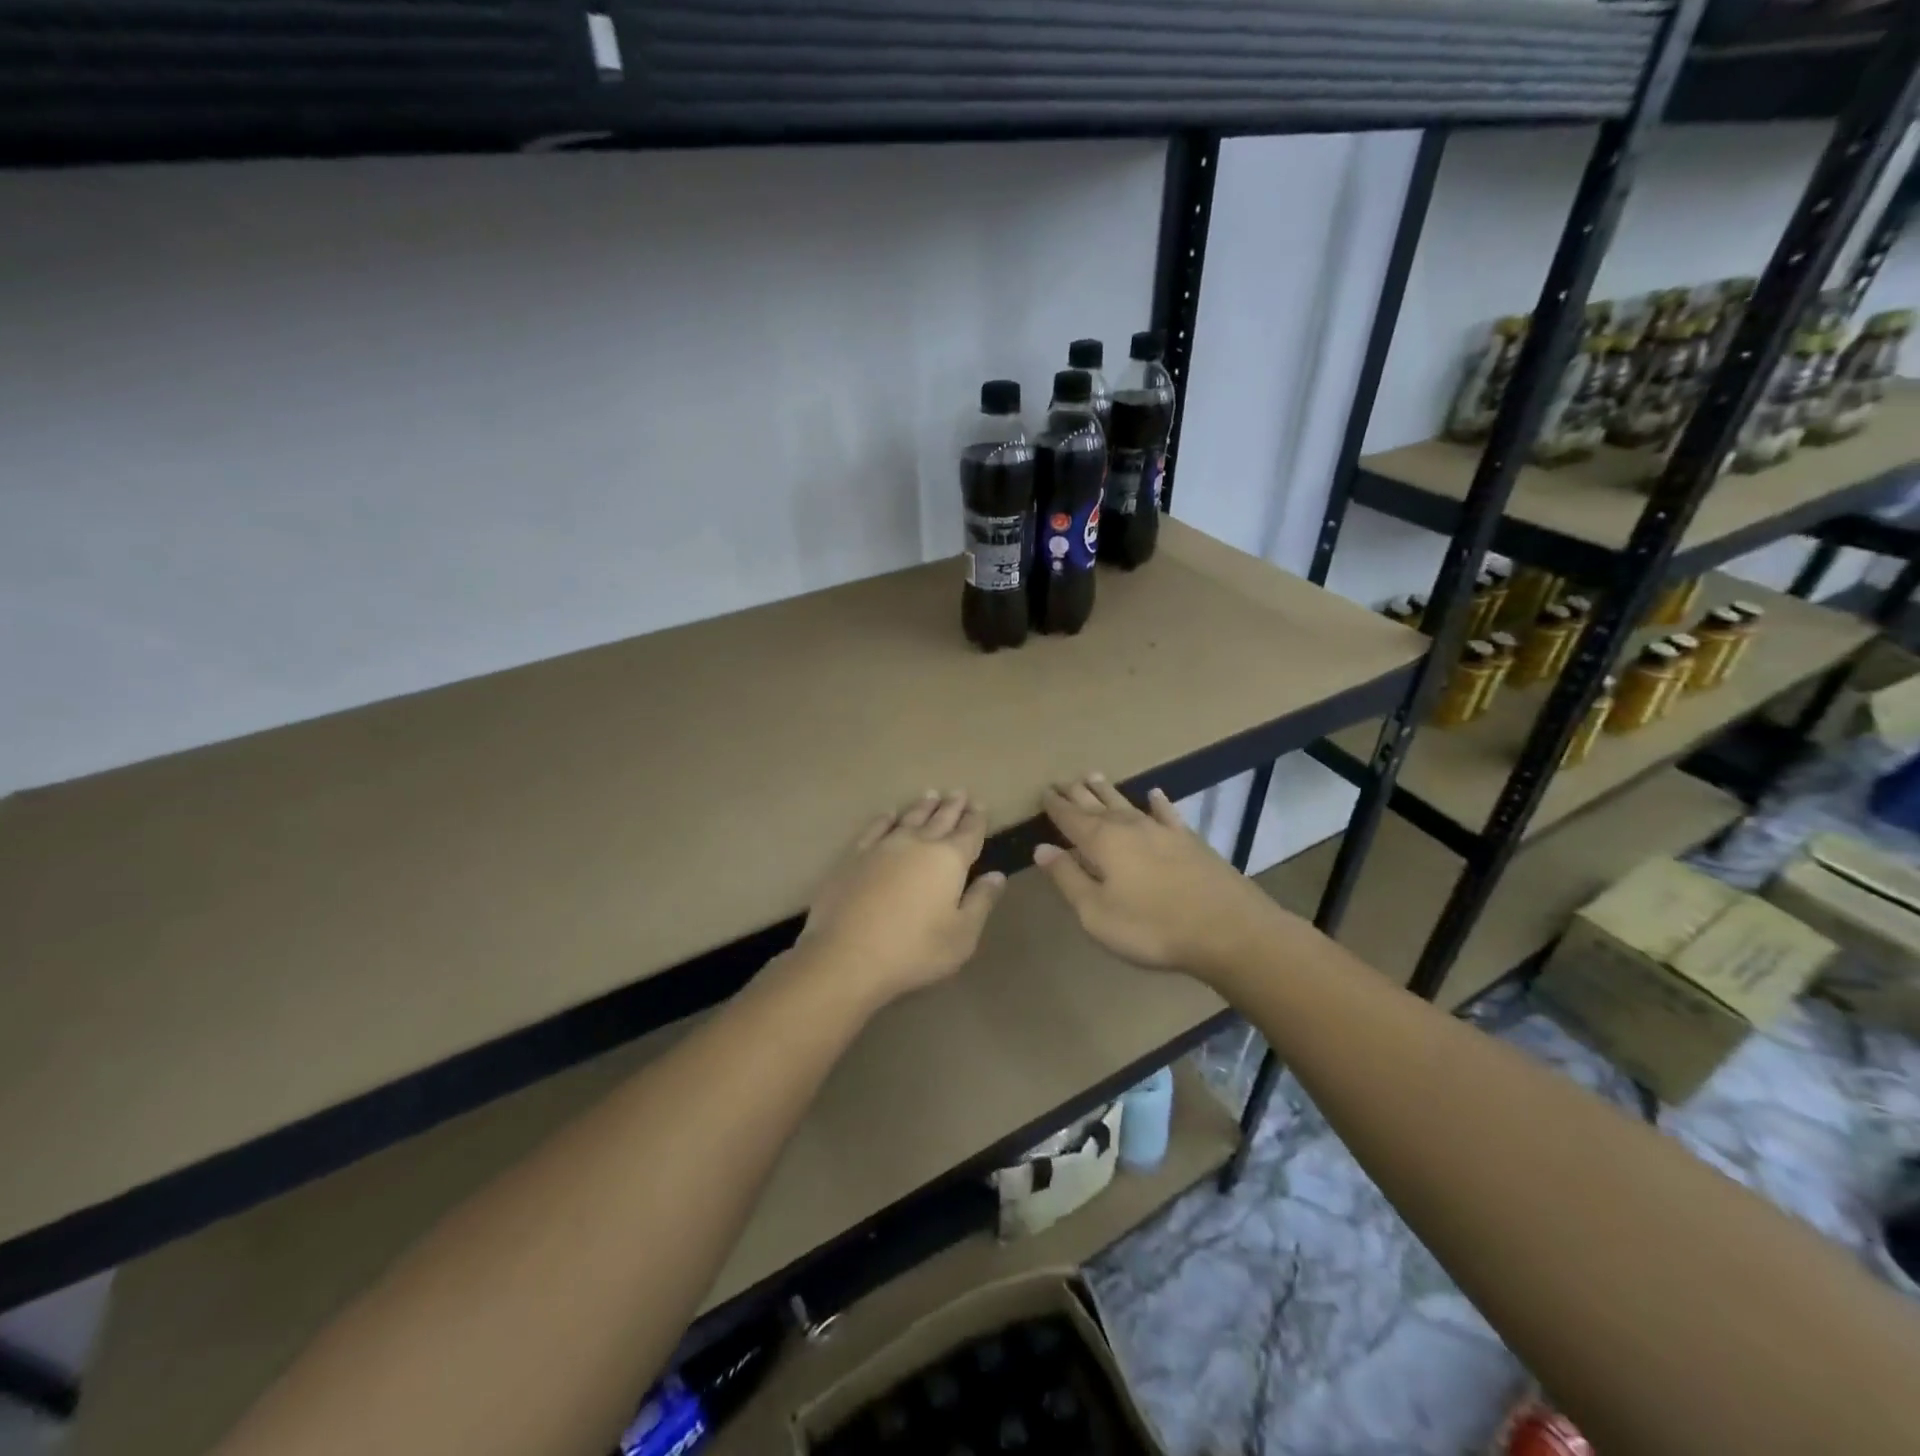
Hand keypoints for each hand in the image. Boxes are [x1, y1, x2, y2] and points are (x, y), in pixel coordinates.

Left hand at [796, 790, 1006, 1007]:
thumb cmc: (914, 950)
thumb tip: (996, 875)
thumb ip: (981, 902)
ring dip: (922, 806)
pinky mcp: (854, 856)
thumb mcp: (962, 935)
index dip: (976, 818)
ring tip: (931, 794)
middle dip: (952, 806)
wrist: (847, 955)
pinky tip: (889, 814)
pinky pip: (875, 828)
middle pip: (940, 819)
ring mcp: (883, 846)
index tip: (980, 804)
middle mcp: (918, 844)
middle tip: (959, 792)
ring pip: (909, 818)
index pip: (969, 832)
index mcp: (949, 860)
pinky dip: (885, 818)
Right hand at [1033, 774, 1291, 980]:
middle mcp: (1129, 827)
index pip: (1070, 818)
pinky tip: (1154, 794)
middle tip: (1061, 781)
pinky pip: (1167, 813)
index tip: (1043, 792)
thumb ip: (1068, 878)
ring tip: (1092, 776)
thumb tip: (1042, 848)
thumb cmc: (1151, 927)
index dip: (1055, 806)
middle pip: (1096, 805)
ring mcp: (1162, 830)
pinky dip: (1158, 802)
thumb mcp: (1096, 912)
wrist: (1227, 929)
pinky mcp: (1190, 840)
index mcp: (1101, 842)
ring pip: (1126, 803)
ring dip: (1107, 791)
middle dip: (1076, 793)